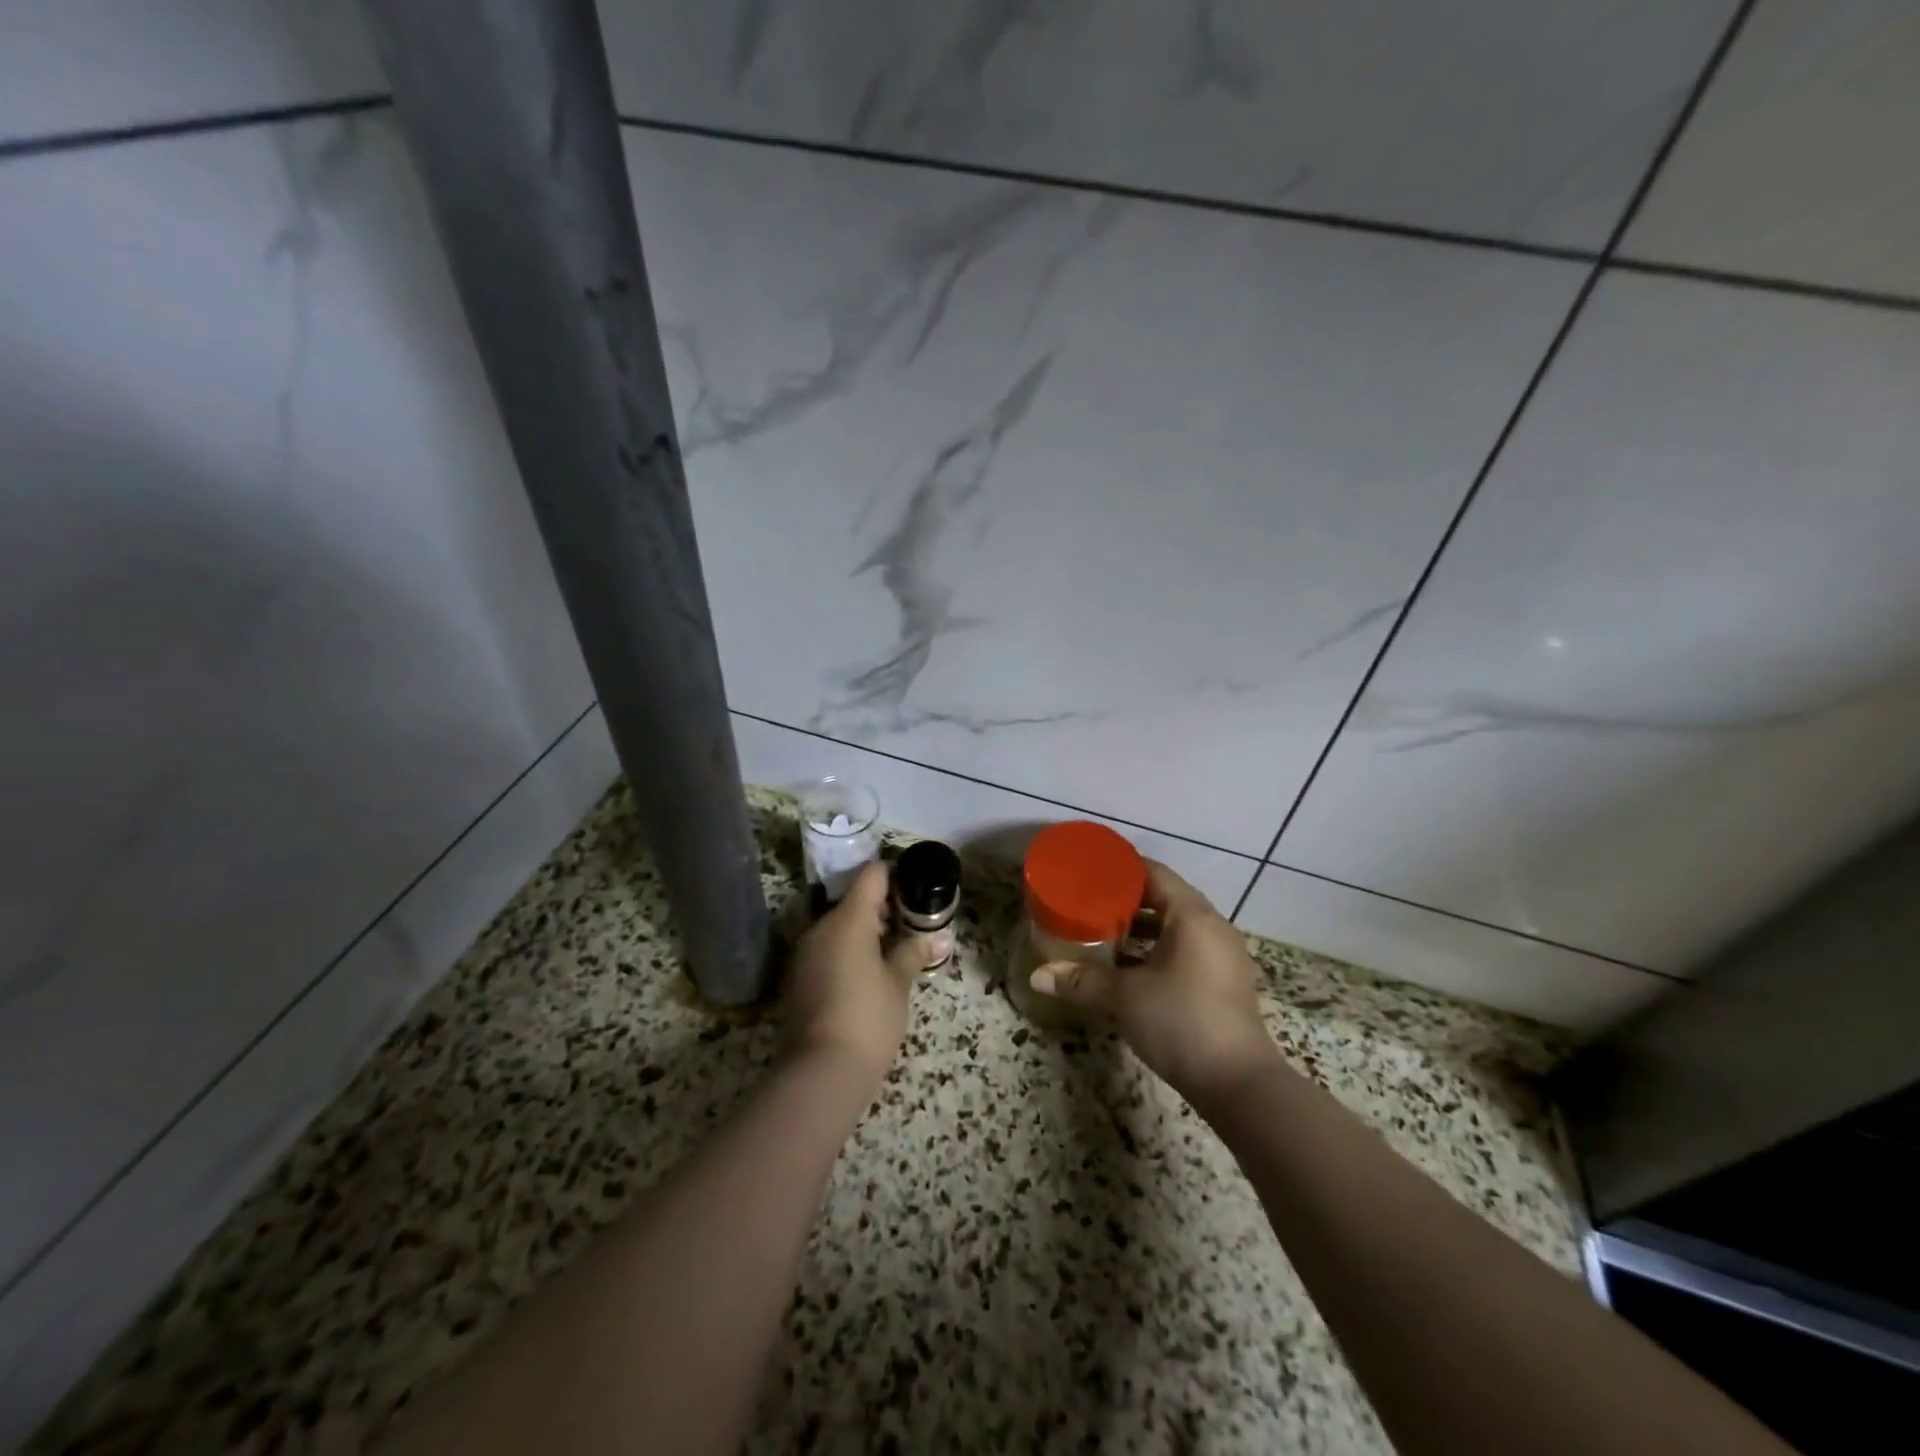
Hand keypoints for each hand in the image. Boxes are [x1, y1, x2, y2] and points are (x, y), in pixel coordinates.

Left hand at [782, 861, 920, 1083]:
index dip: (896, 875)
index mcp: (848, 919)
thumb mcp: (899, 983)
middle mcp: (820, 927)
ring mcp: (804, 952)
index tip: (916, 888)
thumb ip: (915, 952)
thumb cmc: (868, 1018)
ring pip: (839, 927)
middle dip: (883, 908)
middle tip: (912, 926)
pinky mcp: (797, 978)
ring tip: (893, 953)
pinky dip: (847, 952)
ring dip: (864, 932)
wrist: (821, 1072)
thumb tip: (939, 937)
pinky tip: (866, 976)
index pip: (872, 875)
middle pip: (854, 900)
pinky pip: (826, 950)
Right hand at [1030, 861, 1275, 1101]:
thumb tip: (1037, 977)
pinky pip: (1187, 950)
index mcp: (1192, 916)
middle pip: (1165, 898)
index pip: (1154, 873)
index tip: (1089, 871)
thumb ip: (1082, 981)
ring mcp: (1223, 956)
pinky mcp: (1224, 982)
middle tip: (1089, 903)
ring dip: (1142, 929)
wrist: (1239, 1085)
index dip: (1121, 869)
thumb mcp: (1125, 997)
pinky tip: (1130, 968)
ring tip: (1103, 933)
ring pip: (1176, 927)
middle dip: (1126, 900)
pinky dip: (1158, 950)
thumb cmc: (1181, 1022)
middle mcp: (1213, 927)